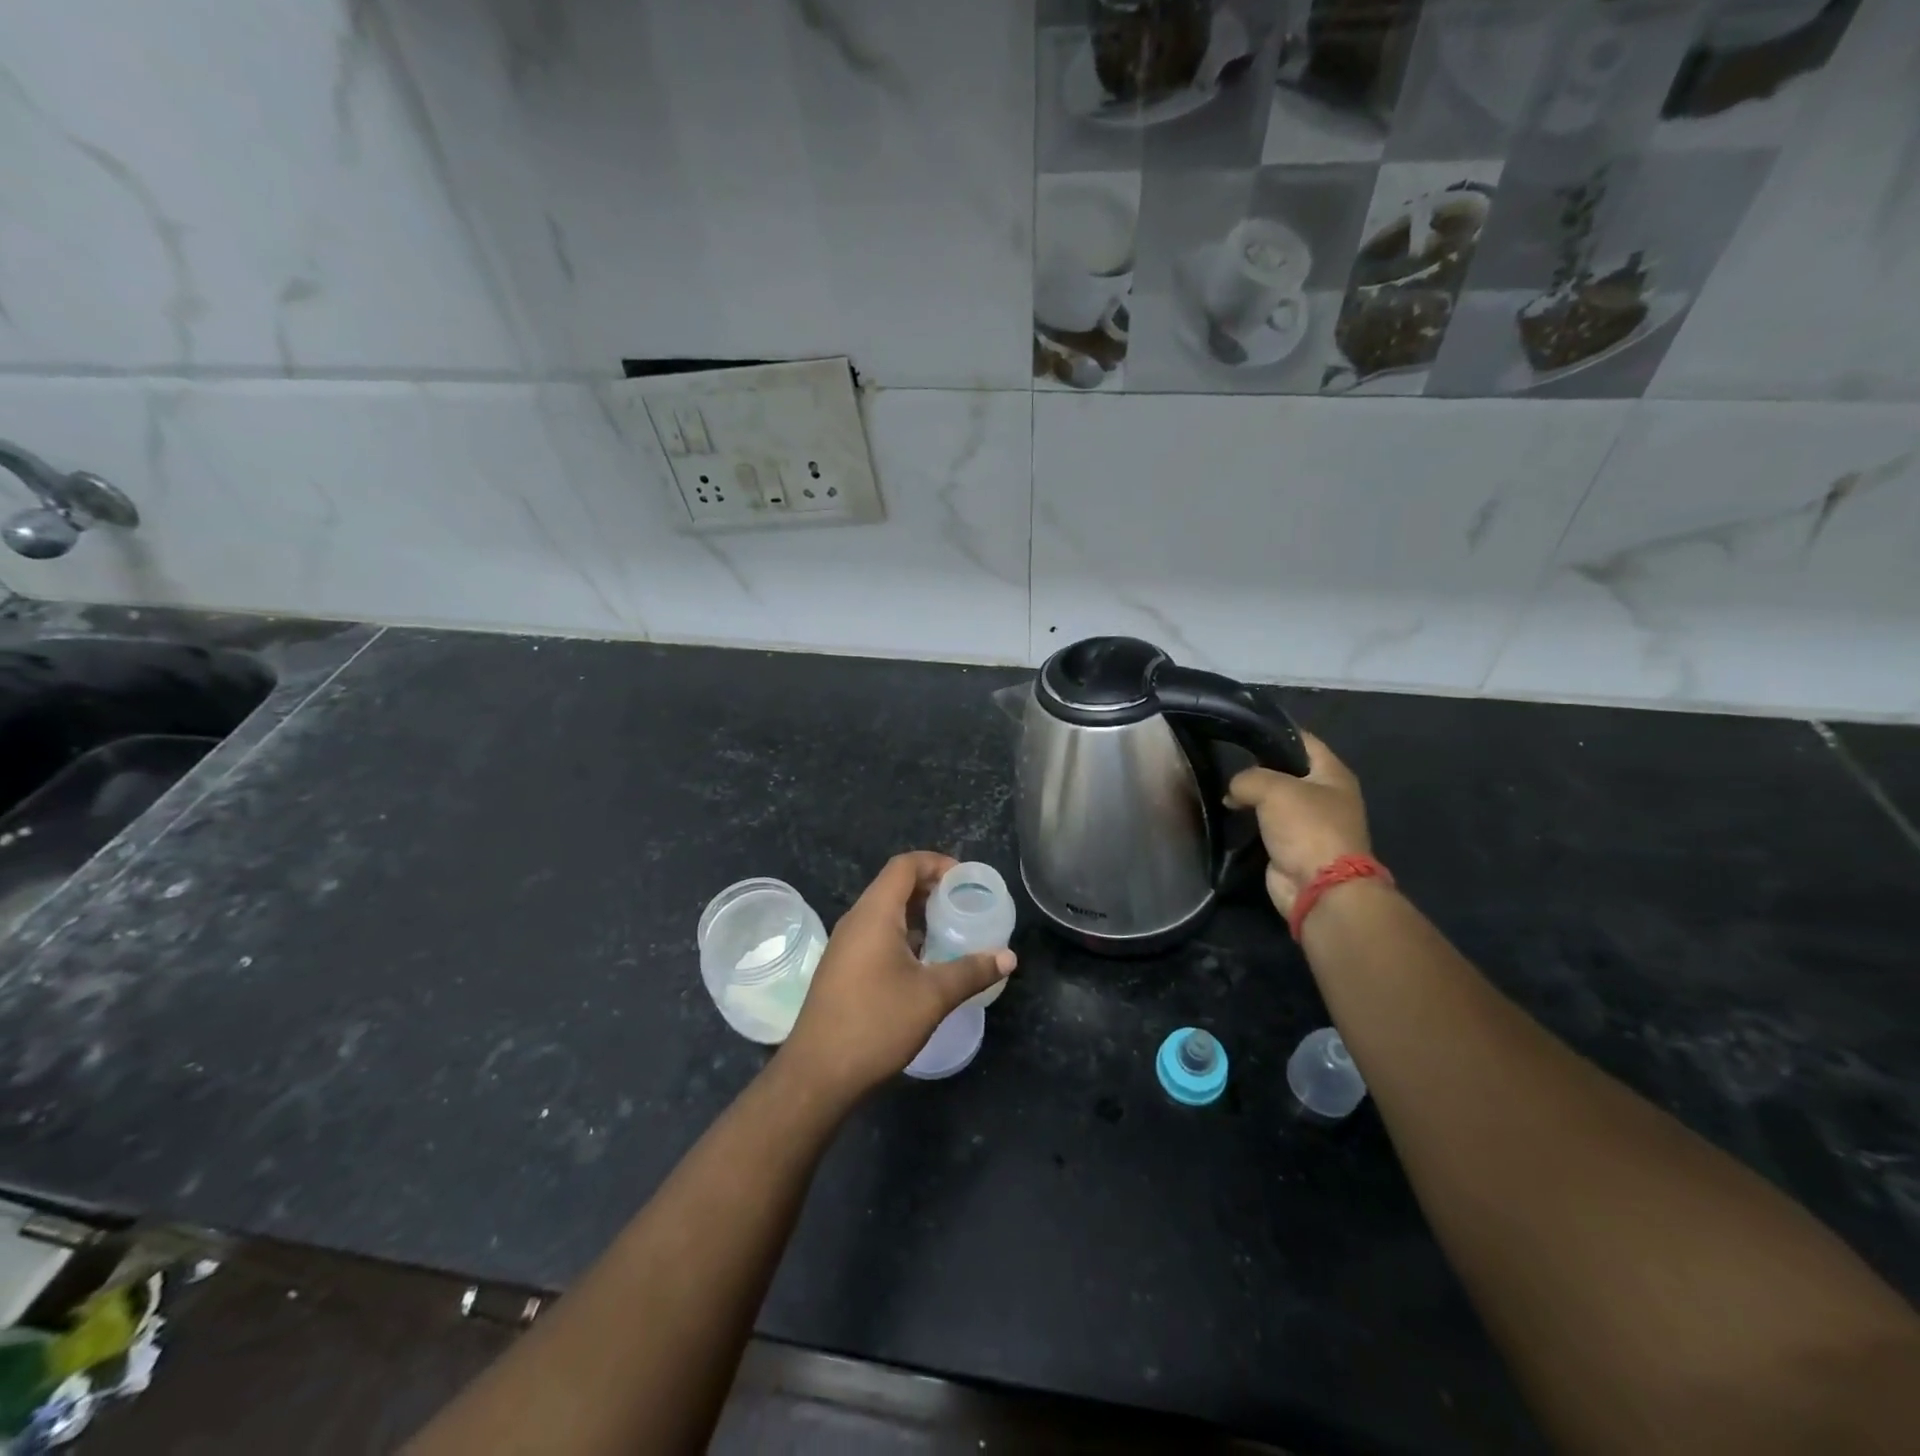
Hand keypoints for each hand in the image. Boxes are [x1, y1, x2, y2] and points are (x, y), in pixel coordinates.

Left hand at [779, 852, 1014, 1100]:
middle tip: (963, 903)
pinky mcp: (842, 968)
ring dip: (917, 912)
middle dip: (930, 887)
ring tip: (950, 929)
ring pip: (884, 912)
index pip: (904, 865)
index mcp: (875, 914)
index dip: (936, 862)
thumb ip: (972, 971)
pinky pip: (876, 934)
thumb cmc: (876, 1023)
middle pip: (894, 885)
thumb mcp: (932, 996)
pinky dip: (903, 934)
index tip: (965, 879)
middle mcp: (856, 921)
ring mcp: (845, 945)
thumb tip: (1008, 957)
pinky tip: (924, 960)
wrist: (818, 1074)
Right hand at [1225, 733, 1370, 917]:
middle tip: (1226, 761)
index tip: (1241, 729)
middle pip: (1286, 770)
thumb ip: (1248, 778)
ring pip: (1274, 799)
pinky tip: (1229, 813)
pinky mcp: (1292, 845)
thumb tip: (1234, 790)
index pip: (1302, 740)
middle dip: (1257, 766)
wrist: (1319, 887)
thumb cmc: (1306, 828)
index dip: (1274, 731)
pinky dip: (1250, 819)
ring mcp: (1309, 822)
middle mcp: (1325, 795)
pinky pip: (1267, 824)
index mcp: (1333, 774)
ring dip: (1251, 796)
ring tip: (1223, 787)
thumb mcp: (1274, 789)